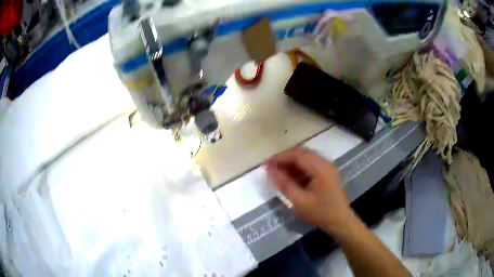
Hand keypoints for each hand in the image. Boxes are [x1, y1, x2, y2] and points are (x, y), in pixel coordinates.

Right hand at [265, 147, 357, 239]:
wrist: (340, 222)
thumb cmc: (321, 213)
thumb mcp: (299, 201)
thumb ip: (284, 184)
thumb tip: (269, 170)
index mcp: (320, 168)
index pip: (297, 155)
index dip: (280, 158)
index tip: (265, 165)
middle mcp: (325, 163)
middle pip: (301, 153)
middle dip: (284, 159)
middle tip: (270, 168)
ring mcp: (327, 168)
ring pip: (306, 158)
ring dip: (291, 163)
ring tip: (277, 173)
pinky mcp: (327, 174)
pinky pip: (310, 165)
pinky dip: (298, 169)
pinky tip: (290, 178)